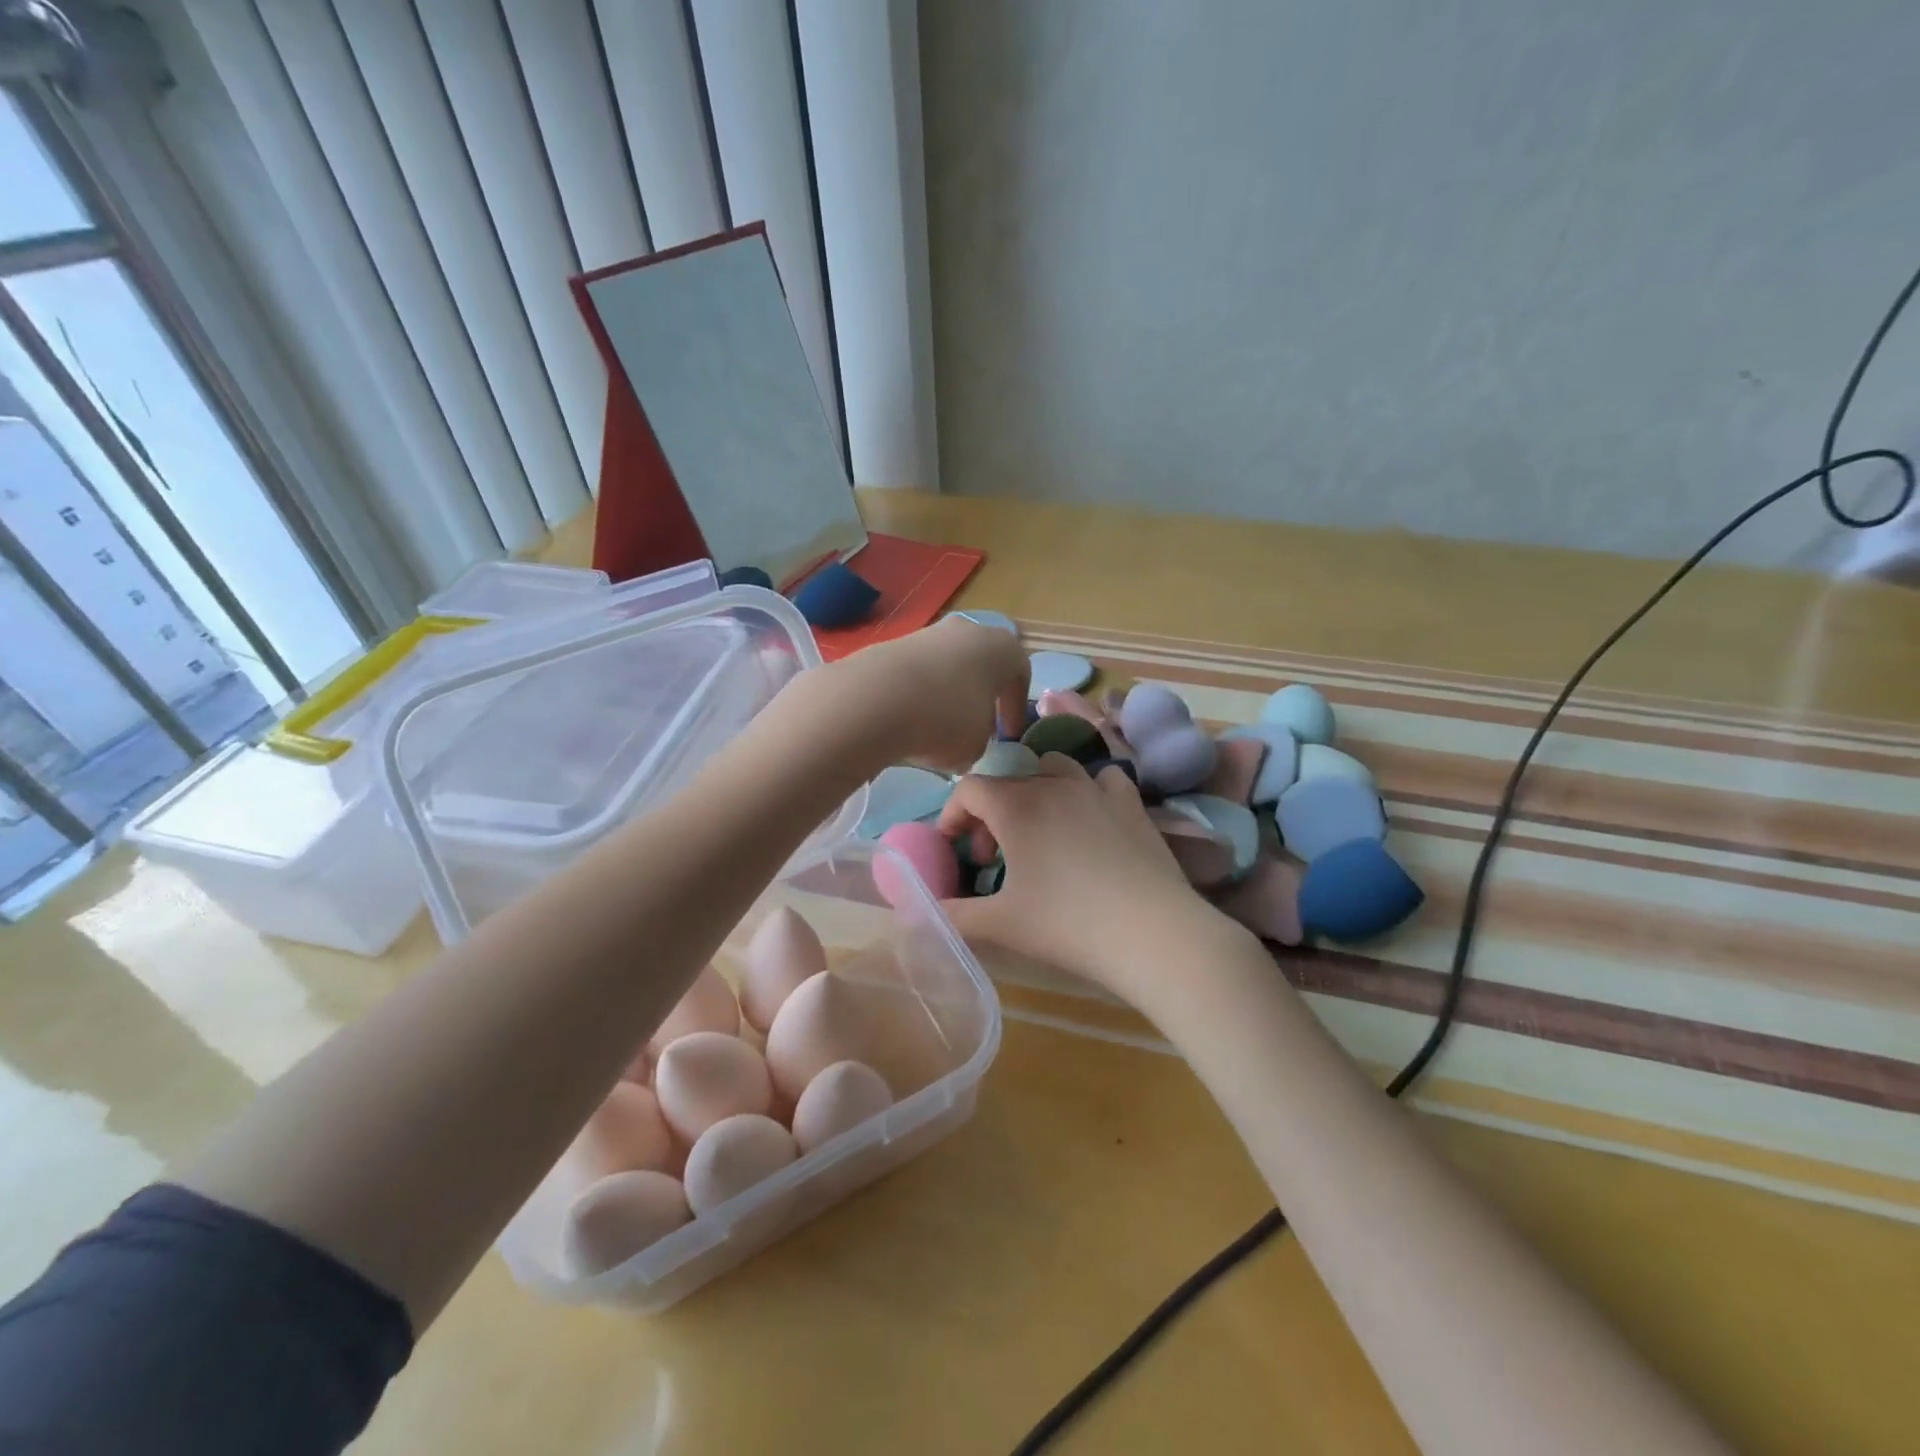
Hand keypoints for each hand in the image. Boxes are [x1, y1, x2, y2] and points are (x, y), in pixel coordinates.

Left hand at [787, 616, 1030, 772]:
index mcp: (1003, 648)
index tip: (1007, 737)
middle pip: (983, 666)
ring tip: (937, 728)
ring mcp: (930, 632)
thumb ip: (982, 740)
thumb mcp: (977, 746)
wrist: (877, 699)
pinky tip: (909, 719)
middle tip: (975, 729)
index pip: (1019, 676)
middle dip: (981, 698)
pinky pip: (918, 672)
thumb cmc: (946, 720)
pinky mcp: (895, 643)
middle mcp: (970, 630)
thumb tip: (968, 739)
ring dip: (948, 695)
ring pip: (949, 667)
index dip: (1015, 710)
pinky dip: (919, 693)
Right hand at [936, 755, 1245, 1008]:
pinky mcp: (1131, 802)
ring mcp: (1096, 789)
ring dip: (1035, 791)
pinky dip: (1088, 790)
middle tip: (991, 857)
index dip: (952, 815)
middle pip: (1007, 782)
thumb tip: (923, 911)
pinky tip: (1090, 819)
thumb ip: (954, 915)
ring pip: (1054, 767)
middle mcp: (1052, 784)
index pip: (969, 788)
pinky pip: (1102, 779)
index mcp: (1015, 806)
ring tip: (1039, 830)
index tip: (954, 849)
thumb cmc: (1067, 925)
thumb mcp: (1000, 924)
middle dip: (990, 814)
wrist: (1151, 932)